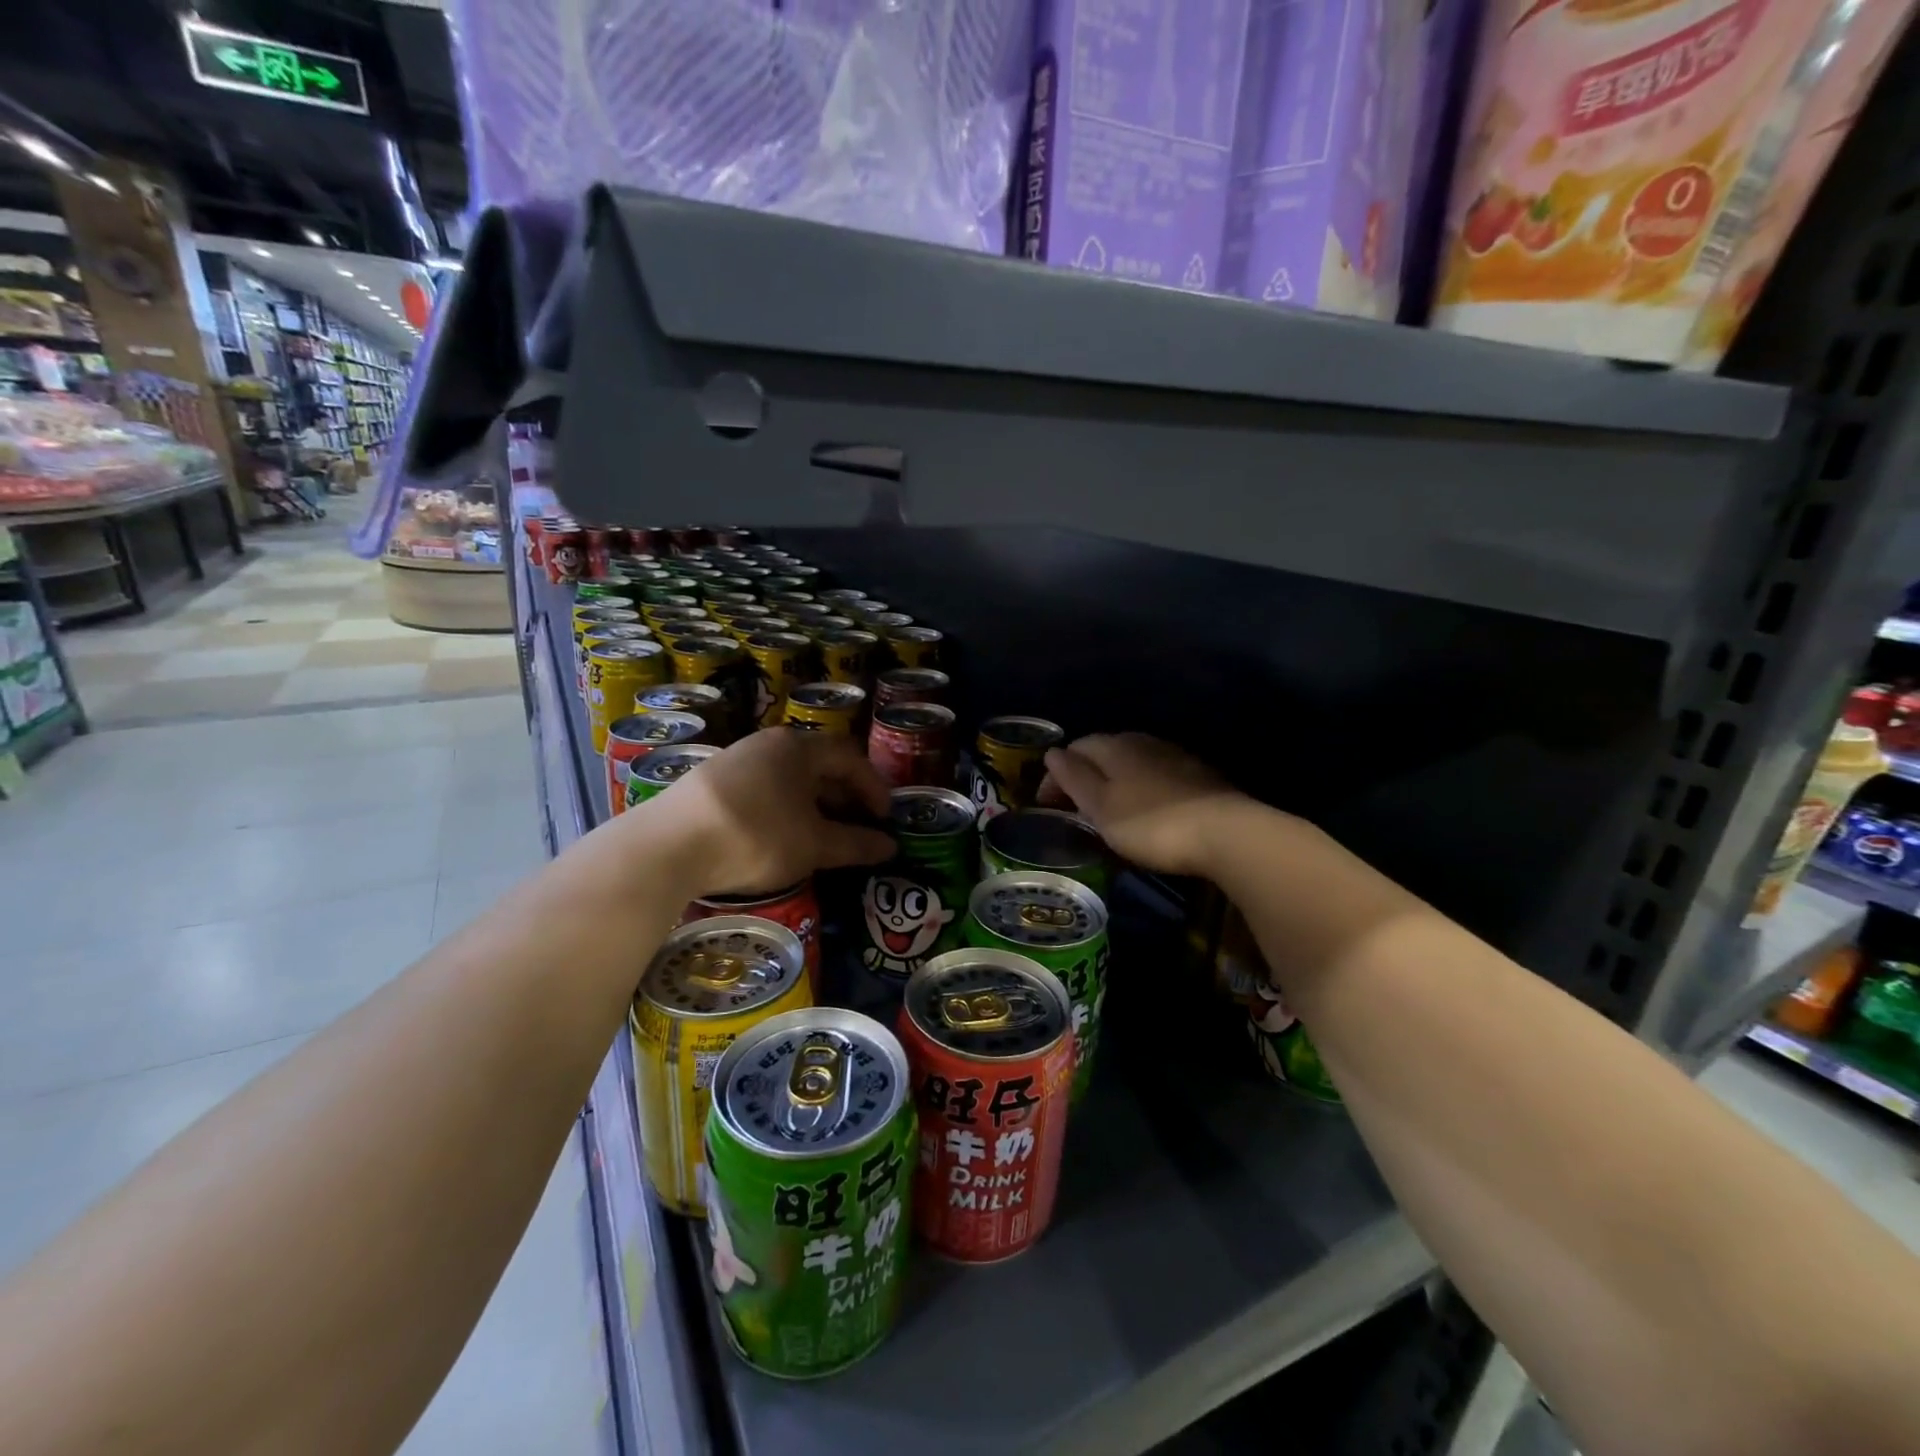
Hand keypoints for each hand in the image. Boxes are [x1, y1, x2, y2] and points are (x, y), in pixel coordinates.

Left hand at [611, 728, 894, 897]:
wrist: (668, 846)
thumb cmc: (756, 835)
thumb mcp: (813, 845)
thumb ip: (855, 844)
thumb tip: (890, 847)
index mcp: (799, 748)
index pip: (850, 758)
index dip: (873, 787)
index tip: (885, 817)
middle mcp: (769, 743)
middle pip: (819, 764)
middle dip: (844, 795)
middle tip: (858, 825)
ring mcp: (736, 758)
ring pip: (788, 777)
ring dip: (813, 803)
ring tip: (822, 833)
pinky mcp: (711, 780)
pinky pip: (763, 787)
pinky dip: (783, 806)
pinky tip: (780, 833)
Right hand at [1039, 733, 1246, 877]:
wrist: (1225, 834)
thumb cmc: (1150, 823)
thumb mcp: (1101, 806)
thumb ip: (1074, 778)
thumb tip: (1053, 752)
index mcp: (1115, 746)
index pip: (1075, 747)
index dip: (1055, 775)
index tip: (1045, 806)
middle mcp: (1144, 742)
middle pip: (1104, 750)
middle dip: (1085, 774)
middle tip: (1074, 808)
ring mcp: (1175, 756)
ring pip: (1133, 761)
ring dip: (1114, 781)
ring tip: (1107, 811)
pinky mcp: (1199, 776)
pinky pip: (1157, 774)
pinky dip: (1141, 788)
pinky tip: (1145, 809)